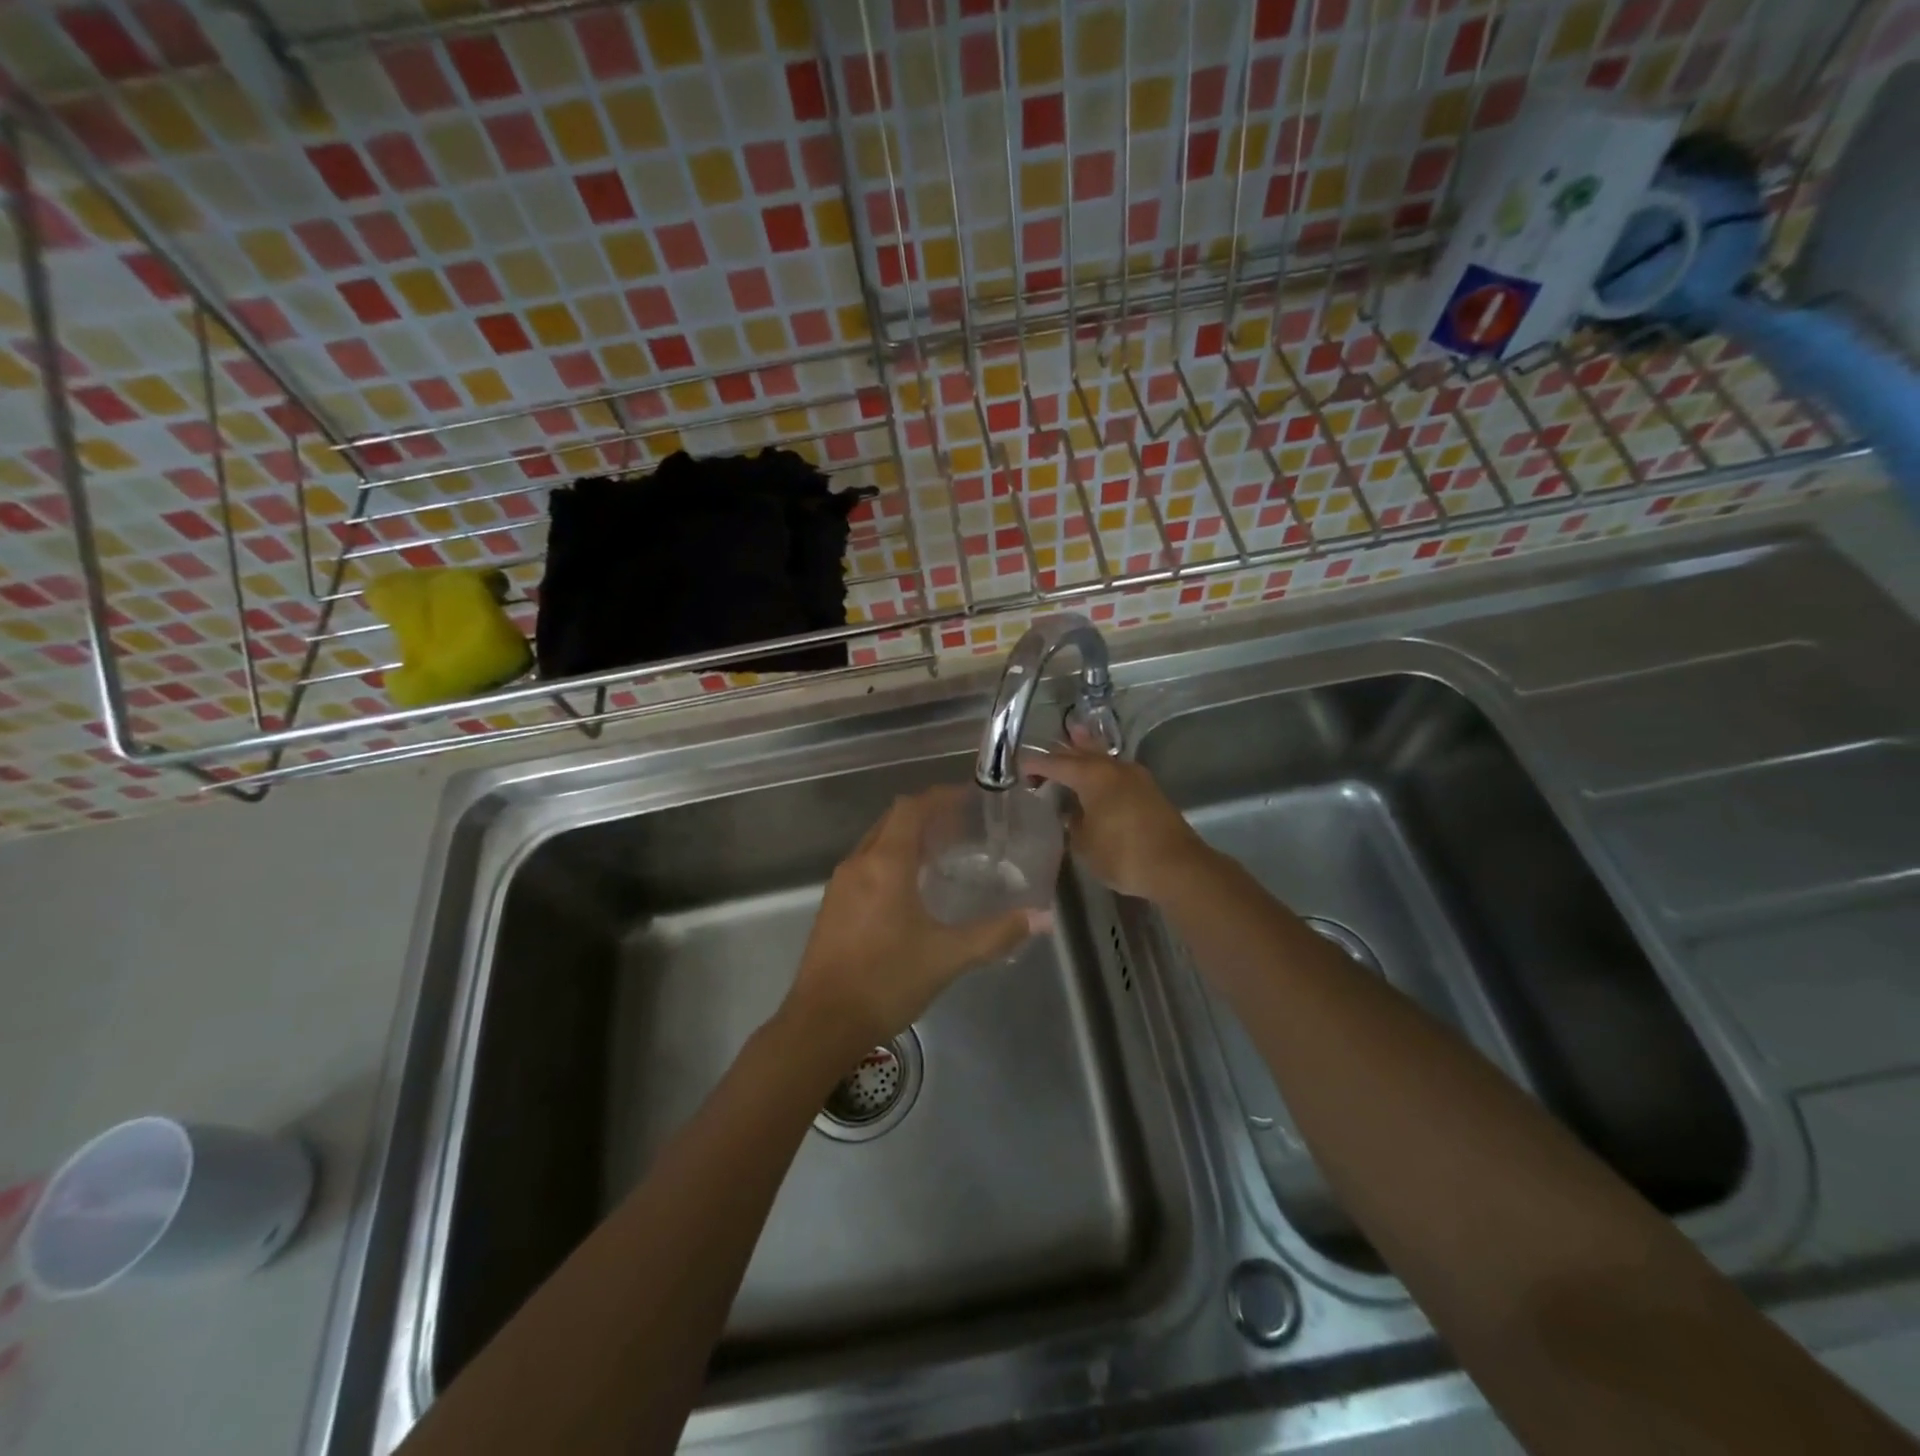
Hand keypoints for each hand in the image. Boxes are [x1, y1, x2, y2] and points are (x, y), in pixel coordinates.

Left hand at [786, 788, 1047, 1051]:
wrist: (822, 1023)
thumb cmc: (886, 981)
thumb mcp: (947, 957)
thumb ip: (995, 934)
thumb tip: (1041, 918)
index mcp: (885, 864)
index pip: (911, 808)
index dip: (939, 797)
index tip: (968, 799)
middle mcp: (859, 863)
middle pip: (892, 820)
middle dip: (926, 817)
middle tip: (962, 828)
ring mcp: (840, 885)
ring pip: (876, 843)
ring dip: (906, 840)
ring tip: (942, 856)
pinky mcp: (832, 906)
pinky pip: (865, 866)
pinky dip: (890, 862)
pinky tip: (911, 891)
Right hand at [1022, 741, 1209, 899]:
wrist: (1177, 867)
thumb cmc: (1123, 855)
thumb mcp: (1085, 844)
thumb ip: (1074, 823)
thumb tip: (1073, 813)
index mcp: (1093, 776)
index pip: (1056, 764)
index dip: (1036, 765)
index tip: (1019, 767)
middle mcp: (1114, 768)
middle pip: (1083, 752)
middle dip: (1062, 752)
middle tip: (1044, 750)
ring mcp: (1136, 778)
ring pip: (1104, 758)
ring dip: (1087, 751)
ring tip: (1075, 736)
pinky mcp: (1150, 792)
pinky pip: (1117, 772)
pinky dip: (1103, 770)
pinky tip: (1099, 776)